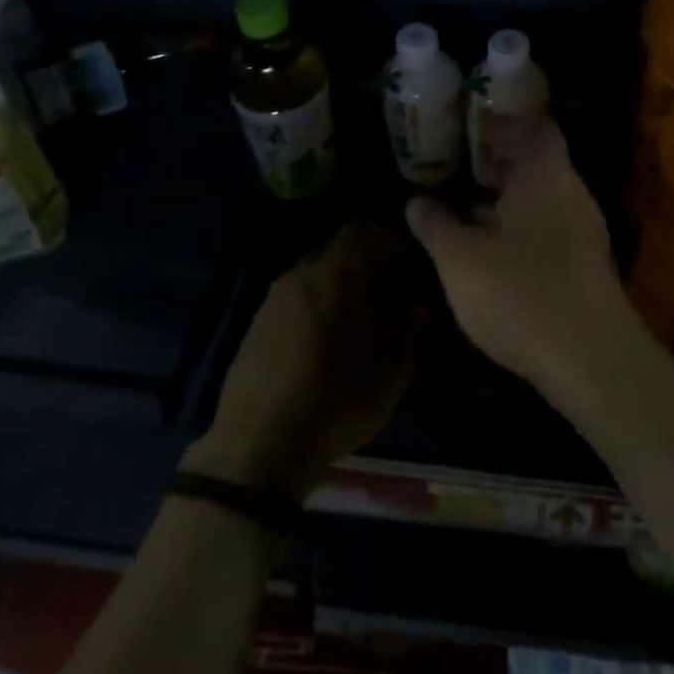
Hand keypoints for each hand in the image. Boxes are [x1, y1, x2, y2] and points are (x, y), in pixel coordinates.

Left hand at [185, 223, 424, 501]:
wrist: (260, 444)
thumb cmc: (339, 397)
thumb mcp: (396, 366)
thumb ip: (413, 321)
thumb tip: (415, 299)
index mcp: (341, 269)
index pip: (372, 229)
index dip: (396, 240)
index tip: (413, 263)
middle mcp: (306, 269)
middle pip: (342, 245)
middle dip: (368, 258)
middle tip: (390, 287)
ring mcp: (276, 294)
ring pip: (317, 269)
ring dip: (340, 280)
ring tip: (358, 314)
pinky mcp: (257, 321)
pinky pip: (297, 294)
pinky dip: (316, 301)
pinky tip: (324, 336)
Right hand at [405, 120, 637, 398]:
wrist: (591, 359)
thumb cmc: (520, 291)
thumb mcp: (460, 258)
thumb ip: (436, 224)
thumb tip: (415, 200)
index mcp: (544, 173)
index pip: (533, 125)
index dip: (503, 120)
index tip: (471, 122)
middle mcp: (570, 191)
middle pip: (538, 160)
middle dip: (499, 160)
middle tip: (460, 160)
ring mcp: (584, 229)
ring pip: (542, 196)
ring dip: (508, 196)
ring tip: (467, 201)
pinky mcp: (586, 264)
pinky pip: (549, 227)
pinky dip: (520, 225)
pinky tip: (493, 247)